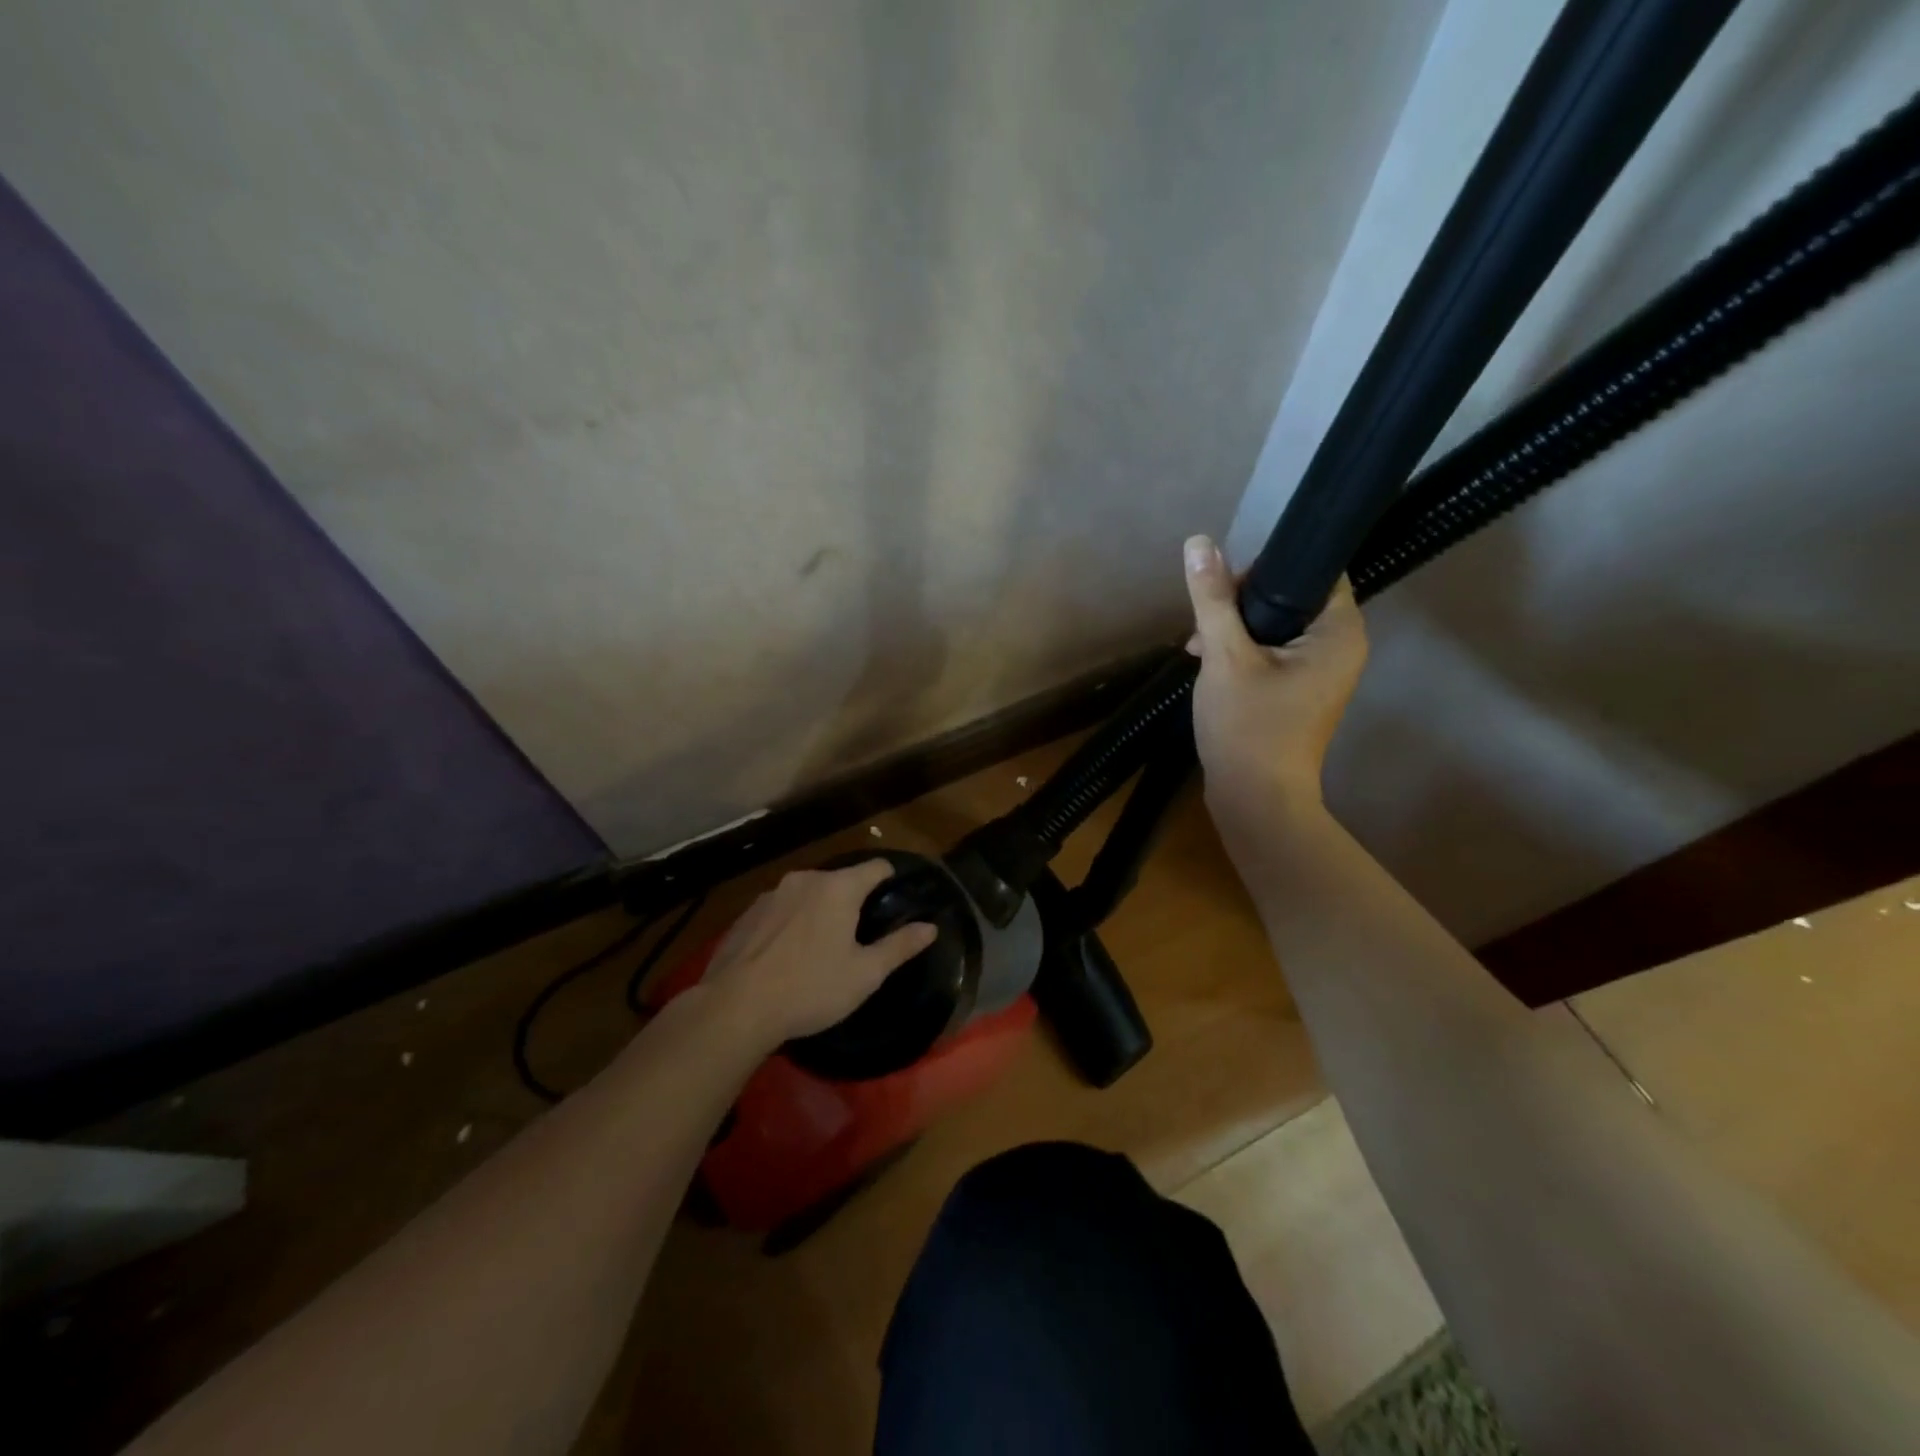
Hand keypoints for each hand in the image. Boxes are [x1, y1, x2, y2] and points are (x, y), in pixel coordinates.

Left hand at [698, 860, 936, 1053]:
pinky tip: (787, 955)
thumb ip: (900, 946)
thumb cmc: (811, 989)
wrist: (735, 1007)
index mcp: (838, 888)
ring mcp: (771, 894)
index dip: (890, 879)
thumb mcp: (865, 974)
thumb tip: (930, 927)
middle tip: (860, 935)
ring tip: (821, 947)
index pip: (876, 867)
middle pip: (840, 880)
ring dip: (819, 911)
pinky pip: (781, 909)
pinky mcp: (747, 913)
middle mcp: (805, 879)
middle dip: (853, 900)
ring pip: (808, 894)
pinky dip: (791, 923)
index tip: (896, 899)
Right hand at [1182, 534, 1368, 808]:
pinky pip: (1273, 654)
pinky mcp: (1300, 693)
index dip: (1266, 569)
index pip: (1314, 571)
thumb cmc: (1247, 727)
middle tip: (1205, 620)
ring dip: (1236, 630)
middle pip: (1292, 598)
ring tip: (1198, 647)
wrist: (1254, 800)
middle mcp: (1341, 647)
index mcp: (1339, 632)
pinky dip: (1242, 653)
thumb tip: (1198, 542)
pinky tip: (1207, 662)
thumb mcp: (1224, 656)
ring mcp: (1322, 673)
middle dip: (1241, 604)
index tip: (1226, 585)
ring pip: (1277, 628)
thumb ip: (1213, 599)